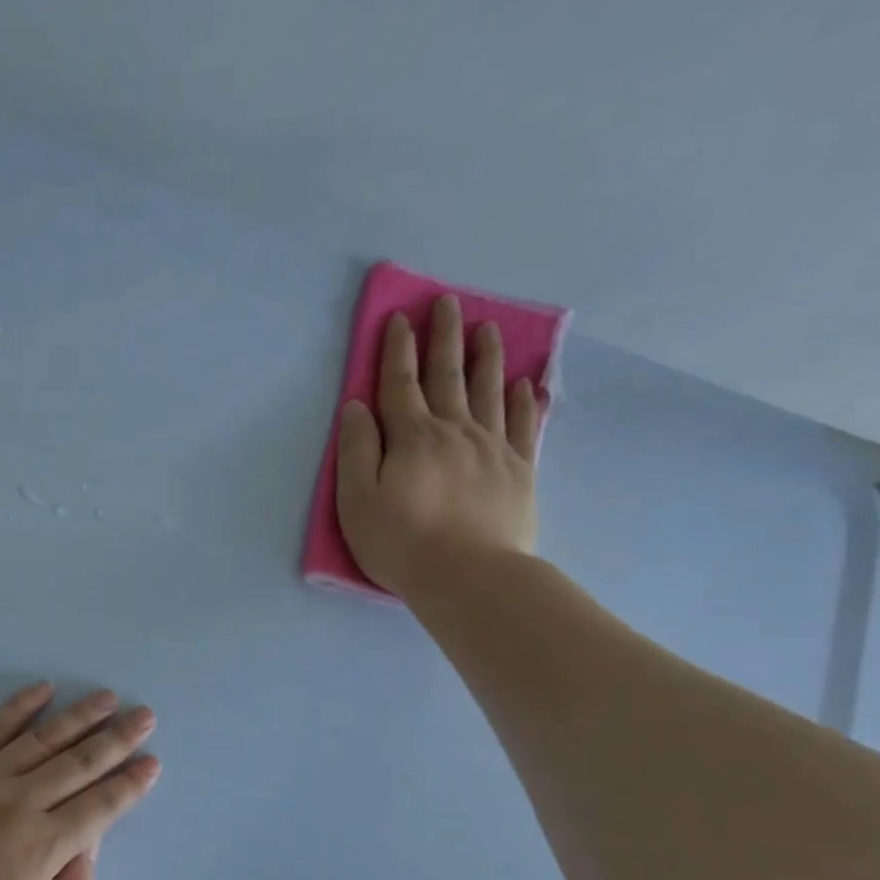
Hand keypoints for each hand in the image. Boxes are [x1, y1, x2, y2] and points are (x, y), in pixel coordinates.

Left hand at [0, 683, 160, 879]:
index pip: (100, 807)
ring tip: (107, 697)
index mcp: (43, 848)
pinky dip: (19, 706)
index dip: (130, 784)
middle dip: (118, 738)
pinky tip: (43, 689)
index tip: (153, 763)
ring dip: (80, 716)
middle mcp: (20, 803)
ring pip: (43, 739)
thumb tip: (88, 846)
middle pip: (80, 763)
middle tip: (145, 715)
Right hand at [335, 294, 541, 600]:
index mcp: (411, 437)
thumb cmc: (401, 542)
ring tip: (489, 328)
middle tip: (448, 303)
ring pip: (489, 391)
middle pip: (448, 376)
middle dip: (444, 337)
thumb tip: (357, 407)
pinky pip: (522, 425)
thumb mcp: (356, 501)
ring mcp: (492, 448)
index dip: (398, 350)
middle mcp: (454, 431)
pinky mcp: (519, 470)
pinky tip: (524, 384)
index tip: (400, 318)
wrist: (469, 577)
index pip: (400, 384)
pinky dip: (522, 401)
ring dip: (487, 357)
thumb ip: (356, 450)